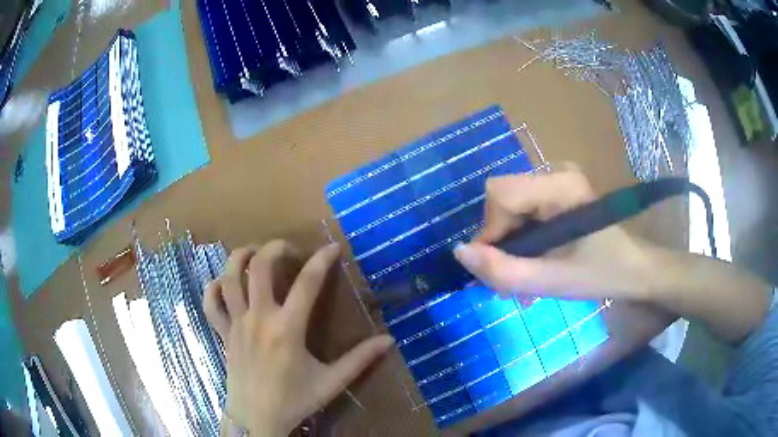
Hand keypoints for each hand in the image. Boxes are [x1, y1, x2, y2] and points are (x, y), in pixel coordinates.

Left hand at [203, 241, 394, 435]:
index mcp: (287, 330)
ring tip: (256, 254)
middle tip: (290, 250)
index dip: (322, 260)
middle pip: (260, 267)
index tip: (334, 248)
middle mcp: (258, 318)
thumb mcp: (331, 382)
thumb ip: (360, 360)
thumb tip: (390, 340)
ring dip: (241, 257)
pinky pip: (210, 303)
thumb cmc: (294, 400)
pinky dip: (213, 288)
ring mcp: (236, 324)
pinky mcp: (223, 332)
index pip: (307, 283)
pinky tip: (224, 284)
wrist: (256, 418)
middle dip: (276, 248)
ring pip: (229, 277)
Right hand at [453, 164, 653, 300]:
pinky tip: (533, 262)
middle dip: (501, 243)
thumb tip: (459, 252)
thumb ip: (504, 271)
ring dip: (510, 246)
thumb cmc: (601, 274)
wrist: (634, 269)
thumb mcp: (552, 282)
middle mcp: (555, 172)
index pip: (500, 194)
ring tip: (524, 280)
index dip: (490, 232)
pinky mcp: (558, 190)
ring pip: (509, 207)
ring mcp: (557, 179)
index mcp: (560, 186)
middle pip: (502, 201)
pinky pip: (523, 209)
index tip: (500, 268)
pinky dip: (521, 239)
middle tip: (512, 283)